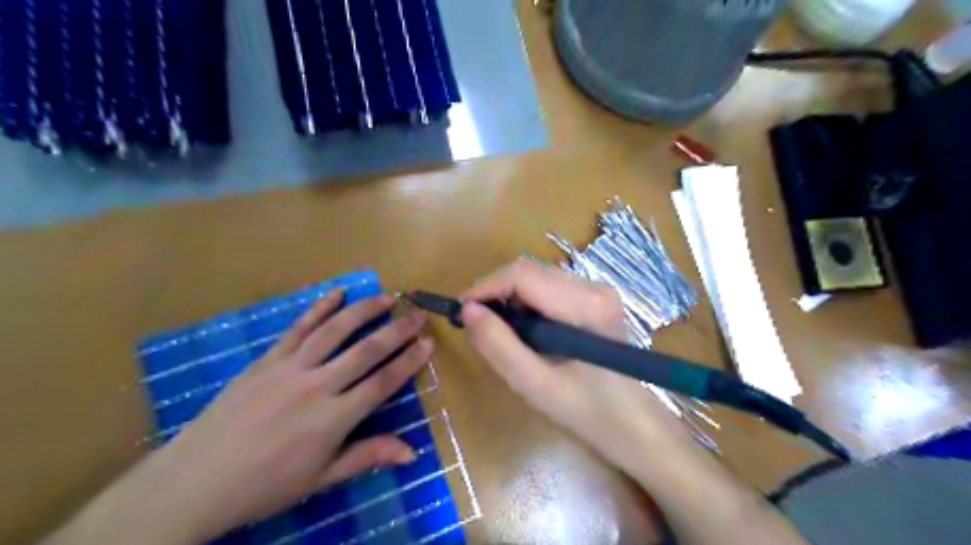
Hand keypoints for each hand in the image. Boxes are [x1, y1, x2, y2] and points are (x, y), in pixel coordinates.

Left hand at [46, 291, 435, 543]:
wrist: (195, 481)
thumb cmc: (264, 485)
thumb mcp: (320, 478)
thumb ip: (367, 456)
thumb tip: (412, 453)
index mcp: (333, 419)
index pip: (383, 382)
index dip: (409, 361)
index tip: (428, 342)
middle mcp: (317, 386)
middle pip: (366, 350)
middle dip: (397, 330)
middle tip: (418, 315)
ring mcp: (290, 368)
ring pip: (335, 331)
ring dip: (364, 311)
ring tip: (386, 297)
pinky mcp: (267, 359)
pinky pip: (298, 327)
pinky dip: (319, 308)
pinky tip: (336, 292)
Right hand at [460, 262, 692, 474]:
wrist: (633, 424)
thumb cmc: (587, 411)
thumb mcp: (534, 384)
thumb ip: (499, 345)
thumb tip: (468, 311)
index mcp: (584, 305)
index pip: (522, 274)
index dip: (485, 287)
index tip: (461, 311)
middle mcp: (594, 286)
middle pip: (530, 271)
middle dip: (496, 293)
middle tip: (477, 326)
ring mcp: (597, 290)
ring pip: (537, 278)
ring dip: (511, 299)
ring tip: (500, 333)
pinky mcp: (595, 299)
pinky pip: (549, 289)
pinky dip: (527, 305)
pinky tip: (526, 333)